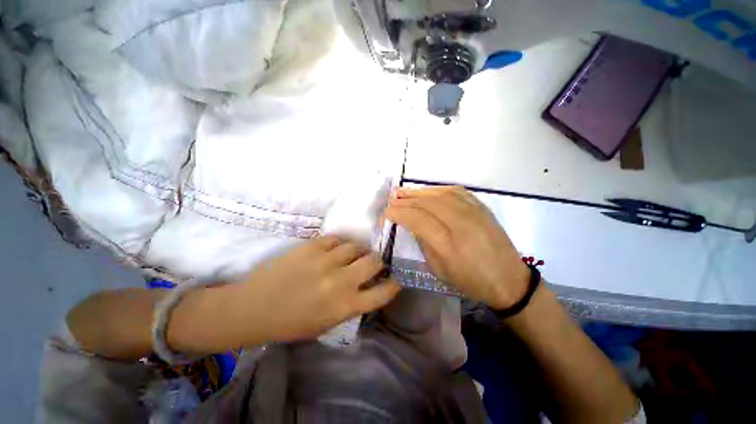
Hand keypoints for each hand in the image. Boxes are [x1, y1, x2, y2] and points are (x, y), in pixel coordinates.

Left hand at [231, 236, 400, 342]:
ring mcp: (326, 260)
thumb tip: (368, 287)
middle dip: (377, 262)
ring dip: (358, 251)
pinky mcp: (312, 247)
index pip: (382, 293)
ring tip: (351, 255)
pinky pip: (336, 239)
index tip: (393, 279)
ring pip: (356, 246)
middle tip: (372, 263)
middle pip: (374, 261)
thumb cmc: (291, 323)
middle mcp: (340, 281)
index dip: (392, 285)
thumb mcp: (327, 323)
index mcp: (345, 306)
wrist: (254, 308)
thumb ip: (352, 305)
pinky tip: (334, 250)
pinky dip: (339, 244)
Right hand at [385, 186, 528, 309]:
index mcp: (446, 244)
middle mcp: (459, 223)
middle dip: (404, 199)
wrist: (508, 279)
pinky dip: (437, 189)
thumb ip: (424, 243)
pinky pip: (456, 191)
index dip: (397, 213)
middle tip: (391, 199)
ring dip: (418, 191)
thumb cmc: (470, 281)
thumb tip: (412, 224)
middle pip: (426, 203)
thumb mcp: (439, 269)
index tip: (386, 213)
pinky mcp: (481, 207)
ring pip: (439, 194)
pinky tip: (428, 192)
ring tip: (404, 192)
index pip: (415, 218)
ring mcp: (473, 212)